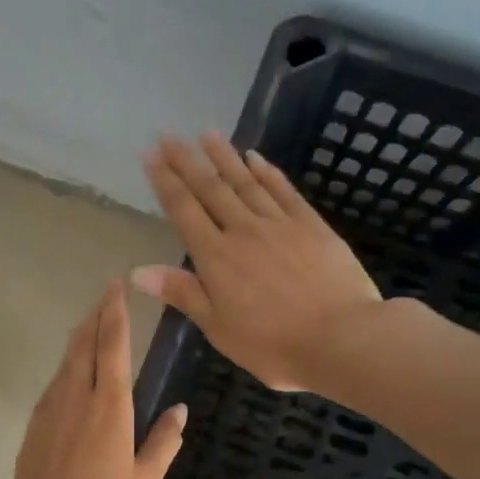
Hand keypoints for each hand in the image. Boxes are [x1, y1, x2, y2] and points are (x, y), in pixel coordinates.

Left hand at [3, 282, 186, 478]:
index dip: (115, 314)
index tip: (116, 288)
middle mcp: (76, 400)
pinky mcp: (33, 429)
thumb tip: (179, 409)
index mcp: (109, 409)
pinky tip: (72, 373)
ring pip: (65, 363)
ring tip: (90, 324)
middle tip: (105, 295)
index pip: (112, 347)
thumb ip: (163, 441)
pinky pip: (53, 386)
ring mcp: (49, 413)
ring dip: (79, 339)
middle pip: (84, 345)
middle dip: (95, 317)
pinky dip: (65, 368)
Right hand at [133, 132, 383, 391]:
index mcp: (216, 258)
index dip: (164, 181)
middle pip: (210, 188)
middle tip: (168, 135)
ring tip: (206, 133)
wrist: (342, 338)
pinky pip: (283, 190)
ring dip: (224, 156)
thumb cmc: (274, 345)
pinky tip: (255, 157)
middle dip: (186, 161)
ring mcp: (280, 224)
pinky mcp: (311, 225)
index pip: (183, 211)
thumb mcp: (219, 328)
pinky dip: (266, 172)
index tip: (149, 155)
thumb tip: (137, 271)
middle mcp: (243, 231)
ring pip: (245, 181)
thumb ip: (182, 293)